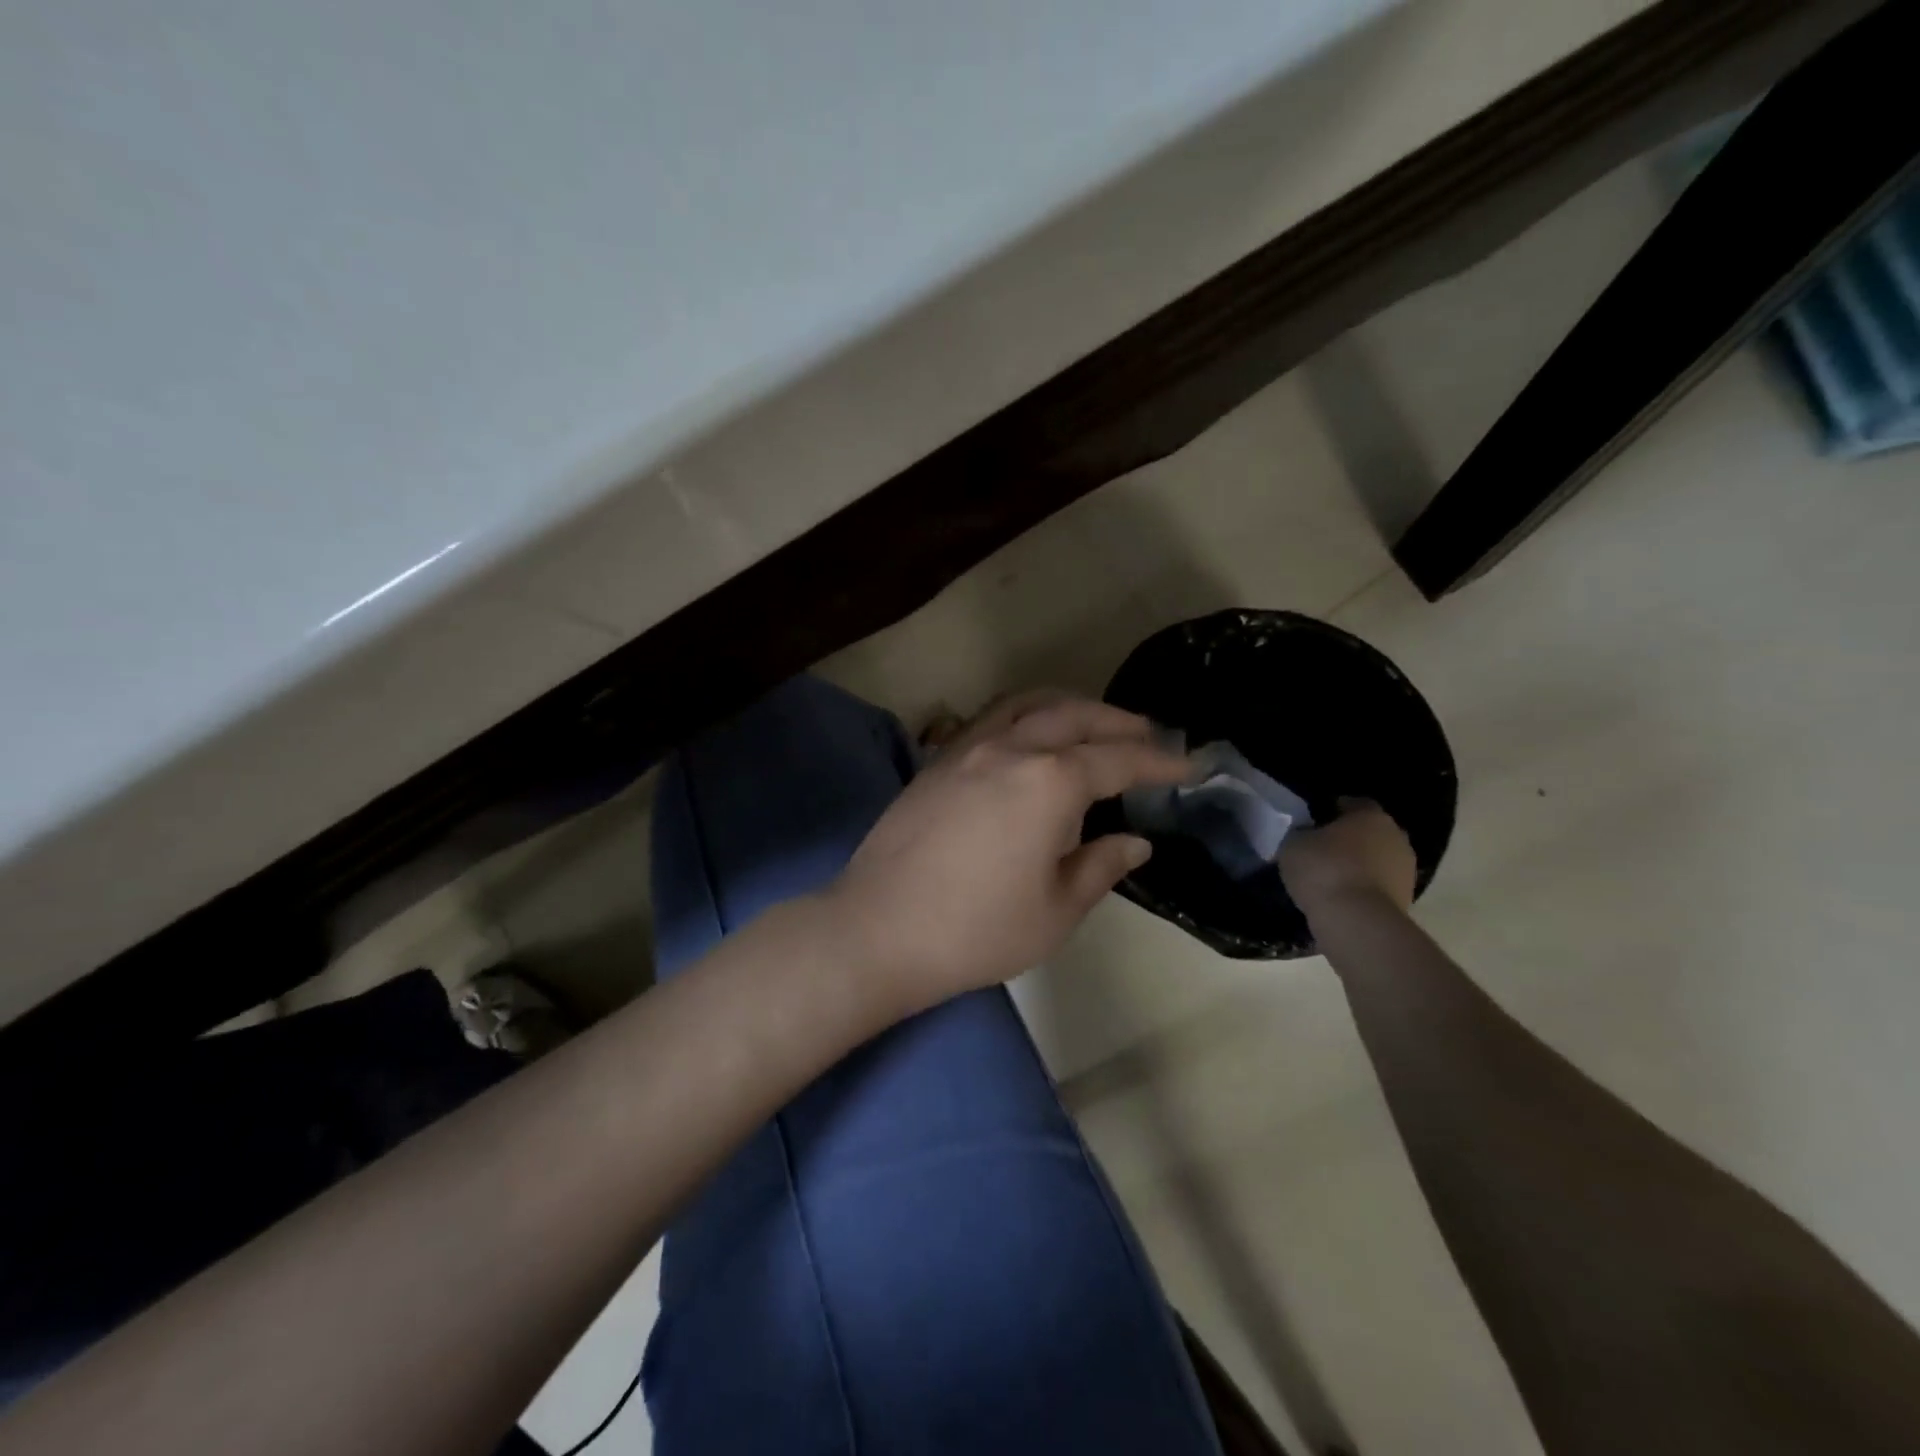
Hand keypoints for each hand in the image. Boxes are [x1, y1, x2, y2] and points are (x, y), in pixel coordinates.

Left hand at [826, 691, 1190, 1015]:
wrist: (878, 929)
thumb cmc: (976, 930)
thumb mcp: (1055, 911)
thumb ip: (1100, 866)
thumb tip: (1135, 842)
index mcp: (1049, 782)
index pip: (1116, 760)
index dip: (1156, 762)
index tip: (1186, 766)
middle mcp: (1010, 749)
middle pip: (1073, 716)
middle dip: (1117, 722)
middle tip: (1147, 735)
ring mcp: (966, 748)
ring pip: (1027, 704)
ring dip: (1069, 706)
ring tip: (1093, 723)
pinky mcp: (937, 761)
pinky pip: (992, 718)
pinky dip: (1026, 714)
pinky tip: (1030, 738)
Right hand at [1278, 798, 1416, 921]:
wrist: (1356, 921)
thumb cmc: (1323, 869)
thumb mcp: (1293, 844)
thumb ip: (1301, 834)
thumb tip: (1305, 835)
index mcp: (1371, 815)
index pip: (1352, 803)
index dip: (1331, 811)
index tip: (1313, 822)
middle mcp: (1396, 836)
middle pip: (1369, 832)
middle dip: (1349, 839)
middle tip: (1321, 850)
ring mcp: (1406, 870)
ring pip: (1377, 860)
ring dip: (1359, 866)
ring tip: (1329, 878)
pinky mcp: (1406, 900)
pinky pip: (1379, 886)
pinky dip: (1364, 889)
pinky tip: (1341, 898)